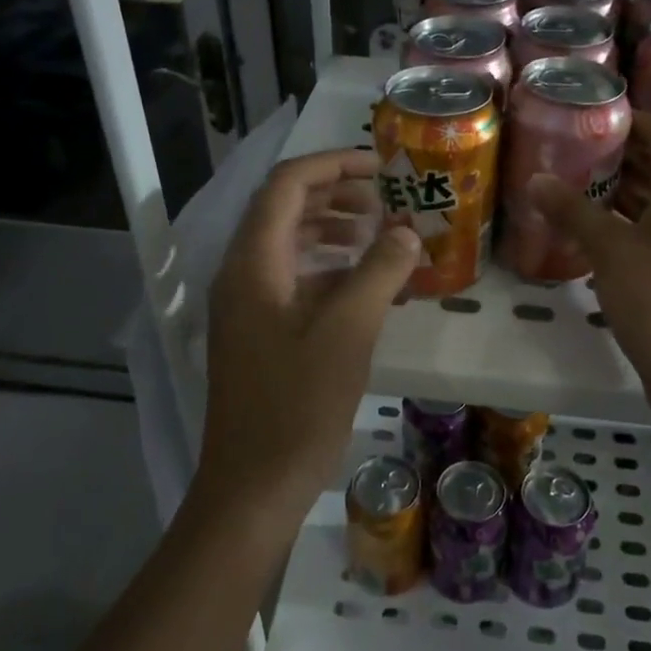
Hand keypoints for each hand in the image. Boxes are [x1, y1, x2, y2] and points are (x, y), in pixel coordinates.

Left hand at [198, 150, 420, 526]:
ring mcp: (247, 305)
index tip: (383, 167)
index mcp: (253, 262)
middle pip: (285, 209)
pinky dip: (330, 270)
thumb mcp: (348, 331)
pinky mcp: (259, 333)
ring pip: (290, 244)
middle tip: (386, 200)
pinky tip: (366, 285)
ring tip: (380, 235)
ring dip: (334, 230)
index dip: (334, 164)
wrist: (253, 486)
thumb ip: (379, 272)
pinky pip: (294, 280)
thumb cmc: (298, 405)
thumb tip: (407, 231)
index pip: (288, 185)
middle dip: (337, 194)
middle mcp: (242, 273)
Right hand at [533, 116, 650, 408]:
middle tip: (582, 153)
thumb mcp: (608, 249)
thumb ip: (572, 210)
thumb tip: (536, 179)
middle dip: (627, 158)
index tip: (599, 119)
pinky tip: (608, 235)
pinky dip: (642, 221)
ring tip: (587, 188)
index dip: (636, 123)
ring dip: (632, 192)